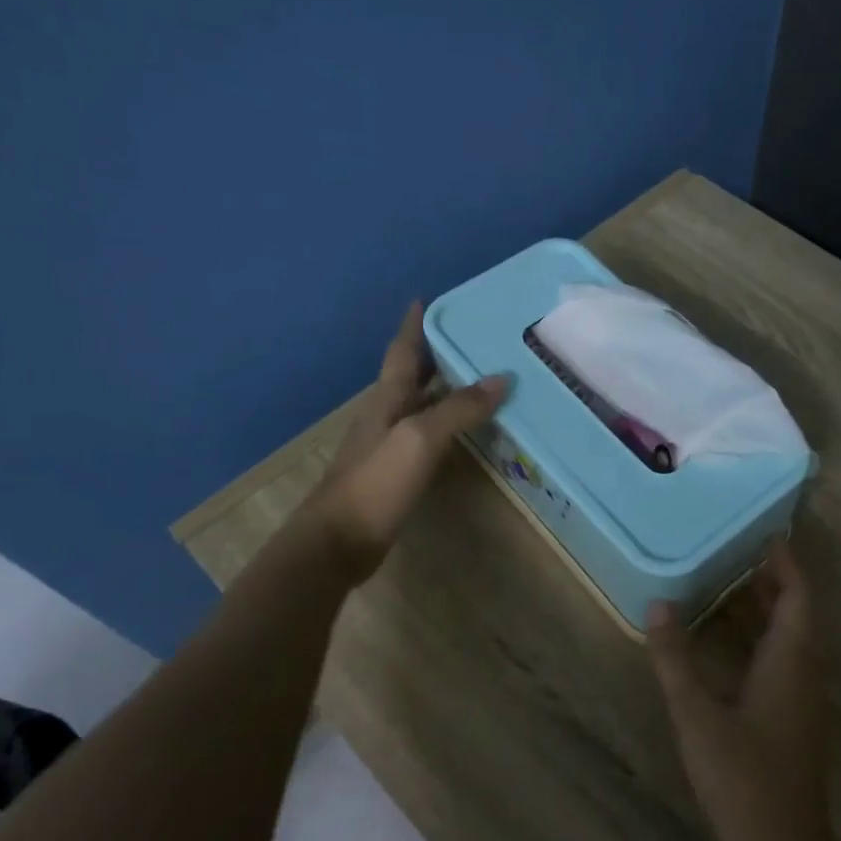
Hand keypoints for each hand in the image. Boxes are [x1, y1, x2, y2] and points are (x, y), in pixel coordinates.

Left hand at [293, 302, 509, 583]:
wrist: (337, 542)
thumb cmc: (376, 482)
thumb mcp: (420, 438)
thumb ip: (460, 408)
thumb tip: (502, 377)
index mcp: (387, 399)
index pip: (402, 351)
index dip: (413, 325)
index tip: (424, 298)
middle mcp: (386, 414)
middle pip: (411, 375)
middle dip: (435, 352)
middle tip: (470, 335)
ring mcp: (389, 445)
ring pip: (421, 405)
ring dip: (445, 388)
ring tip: (479, 375)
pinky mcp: (396, 472)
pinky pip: (427, 435)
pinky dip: (447, 423)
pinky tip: (466, 430)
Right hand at [649, 540, 834, 840]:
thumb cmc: (744, 777)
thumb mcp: (698, 716)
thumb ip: (675, 659)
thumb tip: (658, 605)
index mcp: (791, 659)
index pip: (799, 595)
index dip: (786, 563)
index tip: (765, 534)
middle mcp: (805, 670)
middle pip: (797, 611)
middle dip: (772, 581)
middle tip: (736, 553)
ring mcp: (803, 697)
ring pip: (791, 637)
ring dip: (767, 609)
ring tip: (729, 585)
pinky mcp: (795, 717)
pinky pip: (784, 659)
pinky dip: (762, 638)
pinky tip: (731, 643)